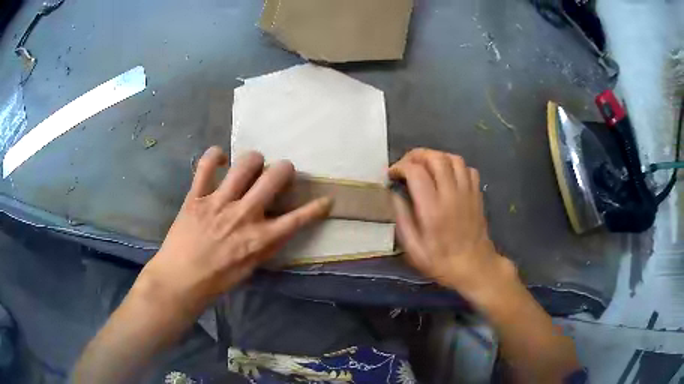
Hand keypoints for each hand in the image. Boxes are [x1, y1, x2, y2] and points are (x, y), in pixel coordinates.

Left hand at [135, 146, 331, 317]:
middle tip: (281, 172)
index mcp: (259, 238)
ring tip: (253, 165)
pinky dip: (215, 156)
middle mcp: (244, 215)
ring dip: (255, 160)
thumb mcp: (250, 268)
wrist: (180, 280)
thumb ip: (266, 244)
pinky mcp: (196, 195)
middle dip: (285, 169)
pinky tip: (221, 159)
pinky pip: (206, 164)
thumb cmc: (217, 280)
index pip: (298, 219)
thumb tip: (279, 226)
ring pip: (246, 164)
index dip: (317, 208)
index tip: (326, 200)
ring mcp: (219, 202)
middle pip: (274, 177)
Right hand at [389, 148, 516, 302]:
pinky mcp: (477, 194)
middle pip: (436, 158)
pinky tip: (447, 176)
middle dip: (417, 155)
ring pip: (453, 159)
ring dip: (436, 157)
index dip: (400, 167)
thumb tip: (393, 195)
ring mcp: (467, 193)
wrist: (475, 267)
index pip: (416, 172)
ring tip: (425, 166)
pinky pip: (468, 169)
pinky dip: (455, 166)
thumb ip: (402, 219)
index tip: (392, 175)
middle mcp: (451, 195)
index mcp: (432, 210)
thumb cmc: (441, 262)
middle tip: (406, 165)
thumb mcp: (413, 249)